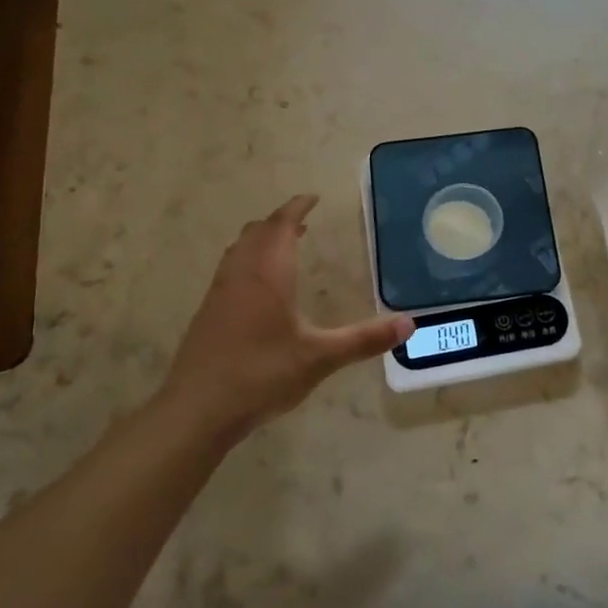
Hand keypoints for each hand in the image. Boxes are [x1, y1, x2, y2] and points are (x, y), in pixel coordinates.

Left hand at [159, 195, 411, 440]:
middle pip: (258, 231)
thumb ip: (364, 339)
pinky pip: (231, 268)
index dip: (297, 208)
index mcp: (268, 273)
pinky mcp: (208, 312)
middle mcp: (241, 273)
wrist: (197, 409)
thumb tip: (409, 324)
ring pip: (240, 249)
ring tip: (283, 247)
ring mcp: (220, 292)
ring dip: (261, 239)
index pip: (281, 225)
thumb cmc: (262, 374)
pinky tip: (259, 288)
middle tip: (303, 222)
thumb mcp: (320, 357)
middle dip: (280, 221)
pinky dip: (248, 260)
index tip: (313, 198)